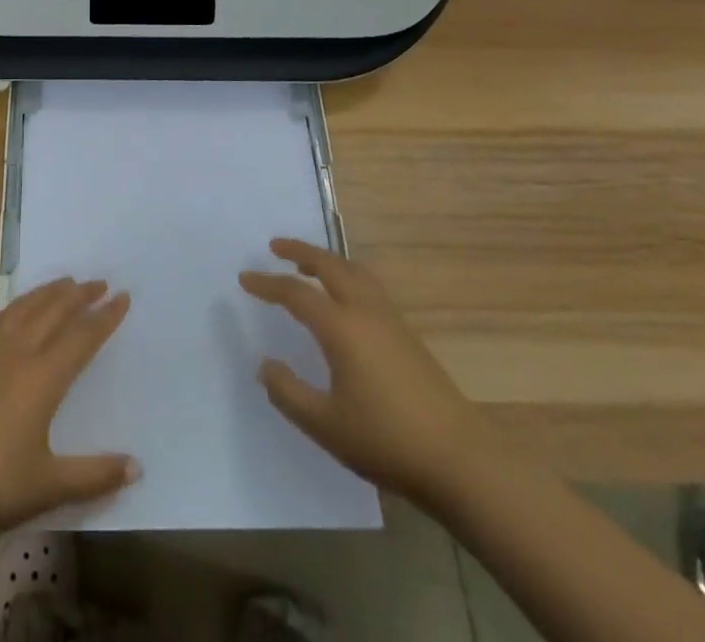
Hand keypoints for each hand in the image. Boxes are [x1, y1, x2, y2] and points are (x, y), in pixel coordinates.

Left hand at [0, 277, 136, 543]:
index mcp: (43, 378)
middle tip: (99, 282)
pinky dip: (16, 305)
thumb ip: (95, 475)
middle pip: (54, 311)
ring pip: (25, 308)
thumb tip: (137, 468)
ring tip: (65, 282)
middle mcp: (18, 353)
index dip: (105, 317)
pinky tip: (19, 308)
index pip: (82, 337)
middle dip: (79, 294)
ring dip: (48, 292)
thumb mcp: (49, 486)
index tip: (123, 296)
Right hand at [239, 238, 488, 507]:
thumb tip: (265, 365)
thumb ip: (288, 392)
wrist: (460, 460)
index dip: (267, 284)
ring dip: (327, 261)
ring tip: (307, 266)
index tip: (244, 279)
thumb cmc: (386, 440)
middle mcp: (365, 311)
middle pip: (329, 265)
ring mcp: (391, 320)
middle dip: (300, 251)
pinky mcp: (408, 335)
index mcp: (341, 327)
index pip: (295, 294)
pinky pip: (369, 287)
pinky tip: (343, 300)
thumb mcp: (325, 425)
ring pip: (354, 272)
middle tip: (274, 246)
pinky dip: (347, 276)